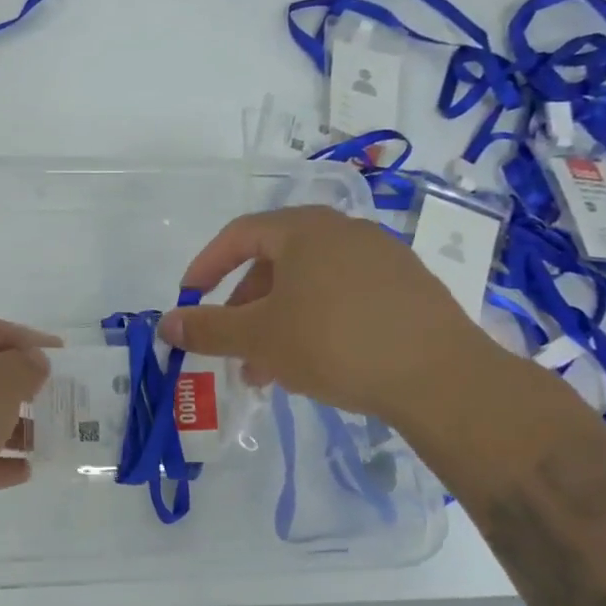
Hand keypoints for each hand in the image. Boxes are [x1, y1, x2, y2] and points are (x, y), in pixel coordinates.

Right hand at [159, 205, 488, 421]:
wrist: (439, 376)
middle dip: (246, 308)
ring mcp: (382, 257)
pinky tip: (318, 364)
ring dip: (279, 322)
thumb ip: (207, 329)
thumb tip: (166, 324)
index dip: (206, 266)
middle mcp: (344, 231)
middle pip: (275, 262)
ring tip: (271, 370)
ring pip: (310, 285)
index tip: (189, 299)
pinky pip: (344, 297)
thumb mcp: (259, 338)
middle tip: (234, 348)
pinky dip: (317, 323)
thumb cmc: (334, 343)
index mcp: (304, 229)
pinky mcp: (408, 288)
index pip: (239, 235)